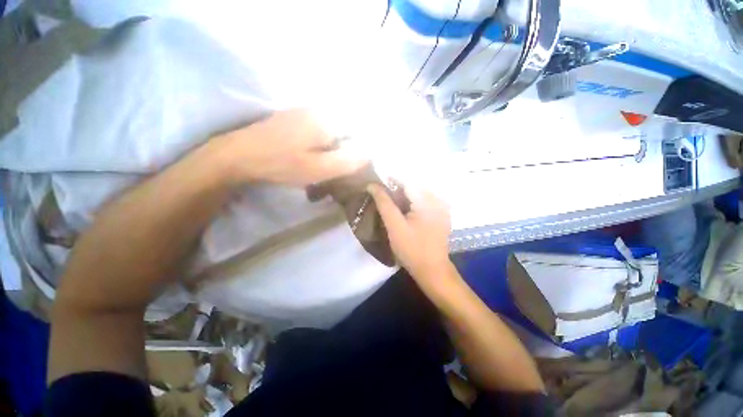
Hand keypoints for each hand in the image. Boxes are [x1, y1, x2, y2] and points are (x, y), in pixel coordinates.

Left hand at [217, 109, 365, 185]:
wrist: (239, 155)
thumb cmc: (282, 163)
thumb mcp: (319, 169)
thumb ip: (348, 161)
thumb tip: (370, 153)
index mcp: (328, 120)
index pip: (359, 129)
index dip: (361, 148)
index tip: (355, 165)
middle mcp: (319, 110)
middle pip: (346, 130)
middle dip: (348, 150)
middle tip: (340, 168)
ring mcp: (306, 112)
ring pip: (333, 131)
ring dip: (335, 148)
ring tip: (327, 165)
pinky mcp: (296, 118)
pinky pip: (320, 131)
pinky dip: (324, 145)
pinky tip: (314, 157)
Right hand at [367, 183, 454, 289]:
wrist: (432, 270)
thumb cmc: (412, 249)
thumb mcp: (394, 226)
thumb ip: (384, 203)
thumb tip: (372, 185)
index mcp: (428, 201)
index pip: (407, 181)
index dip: (390, 180)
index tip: (376, 183)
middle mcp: (438, 200)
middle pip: (413, 187)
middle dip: (397, 189)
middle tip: (382, 196)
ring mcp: (442, 208)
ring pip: (418, 194)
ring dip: (404, 196)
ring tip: (391, 203)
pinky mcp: (441, 215)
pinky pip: (424, 202)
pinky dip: (412, 203)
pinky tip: (404, 211)